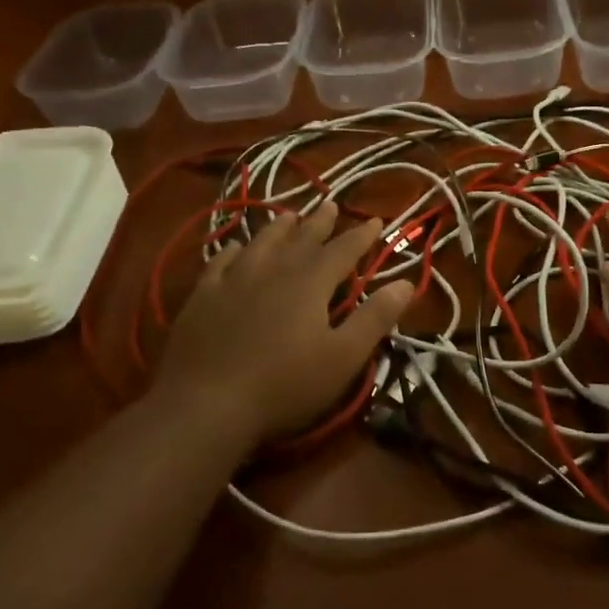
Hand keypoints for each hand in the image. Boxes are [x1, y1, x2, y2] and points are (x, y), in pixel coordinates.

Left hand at [149, 201, 412, 450]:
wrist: (205, 404)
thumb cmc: (284, 386)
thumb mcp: (343, 358)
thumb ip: (375, 318)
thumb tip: (405, 283)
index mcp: (310, 282)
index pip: (343, 250)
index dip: (361, 235)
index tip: (374, 219)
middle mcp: (273, 269)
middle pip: (302, 238)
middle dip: (320, 222)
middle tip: (330, 204)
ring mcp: (233, 279)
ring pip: (261, 242)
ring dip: (279, 227)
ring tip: (289, 215)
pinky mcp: (202, 296)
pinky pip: (220, 261)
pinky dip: (232, 249)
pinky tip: (234, 246)